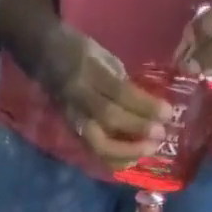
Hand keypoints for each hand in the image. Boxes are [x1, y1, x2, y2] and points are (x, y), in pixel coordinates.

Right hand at [43, 25, 170, 165]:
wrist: (44, 56)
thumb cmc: (80, 52)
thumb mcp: (104, 57)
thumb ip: (123, 82)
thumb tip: (148, 106)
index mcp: (89, 70)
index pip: (120, 92)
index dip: (144, 105)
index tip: (167, 112)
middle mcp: (79, 97)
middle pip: (109, 119)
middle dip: (137, 129)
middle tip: (161, 135)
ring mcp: (74, 118)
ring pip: (98, 143)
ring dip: (126, 152)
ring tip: (148, 151)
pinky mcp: (72, 132)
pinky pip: (94, 152)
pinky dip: (114, 160)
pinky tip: (131, 160)